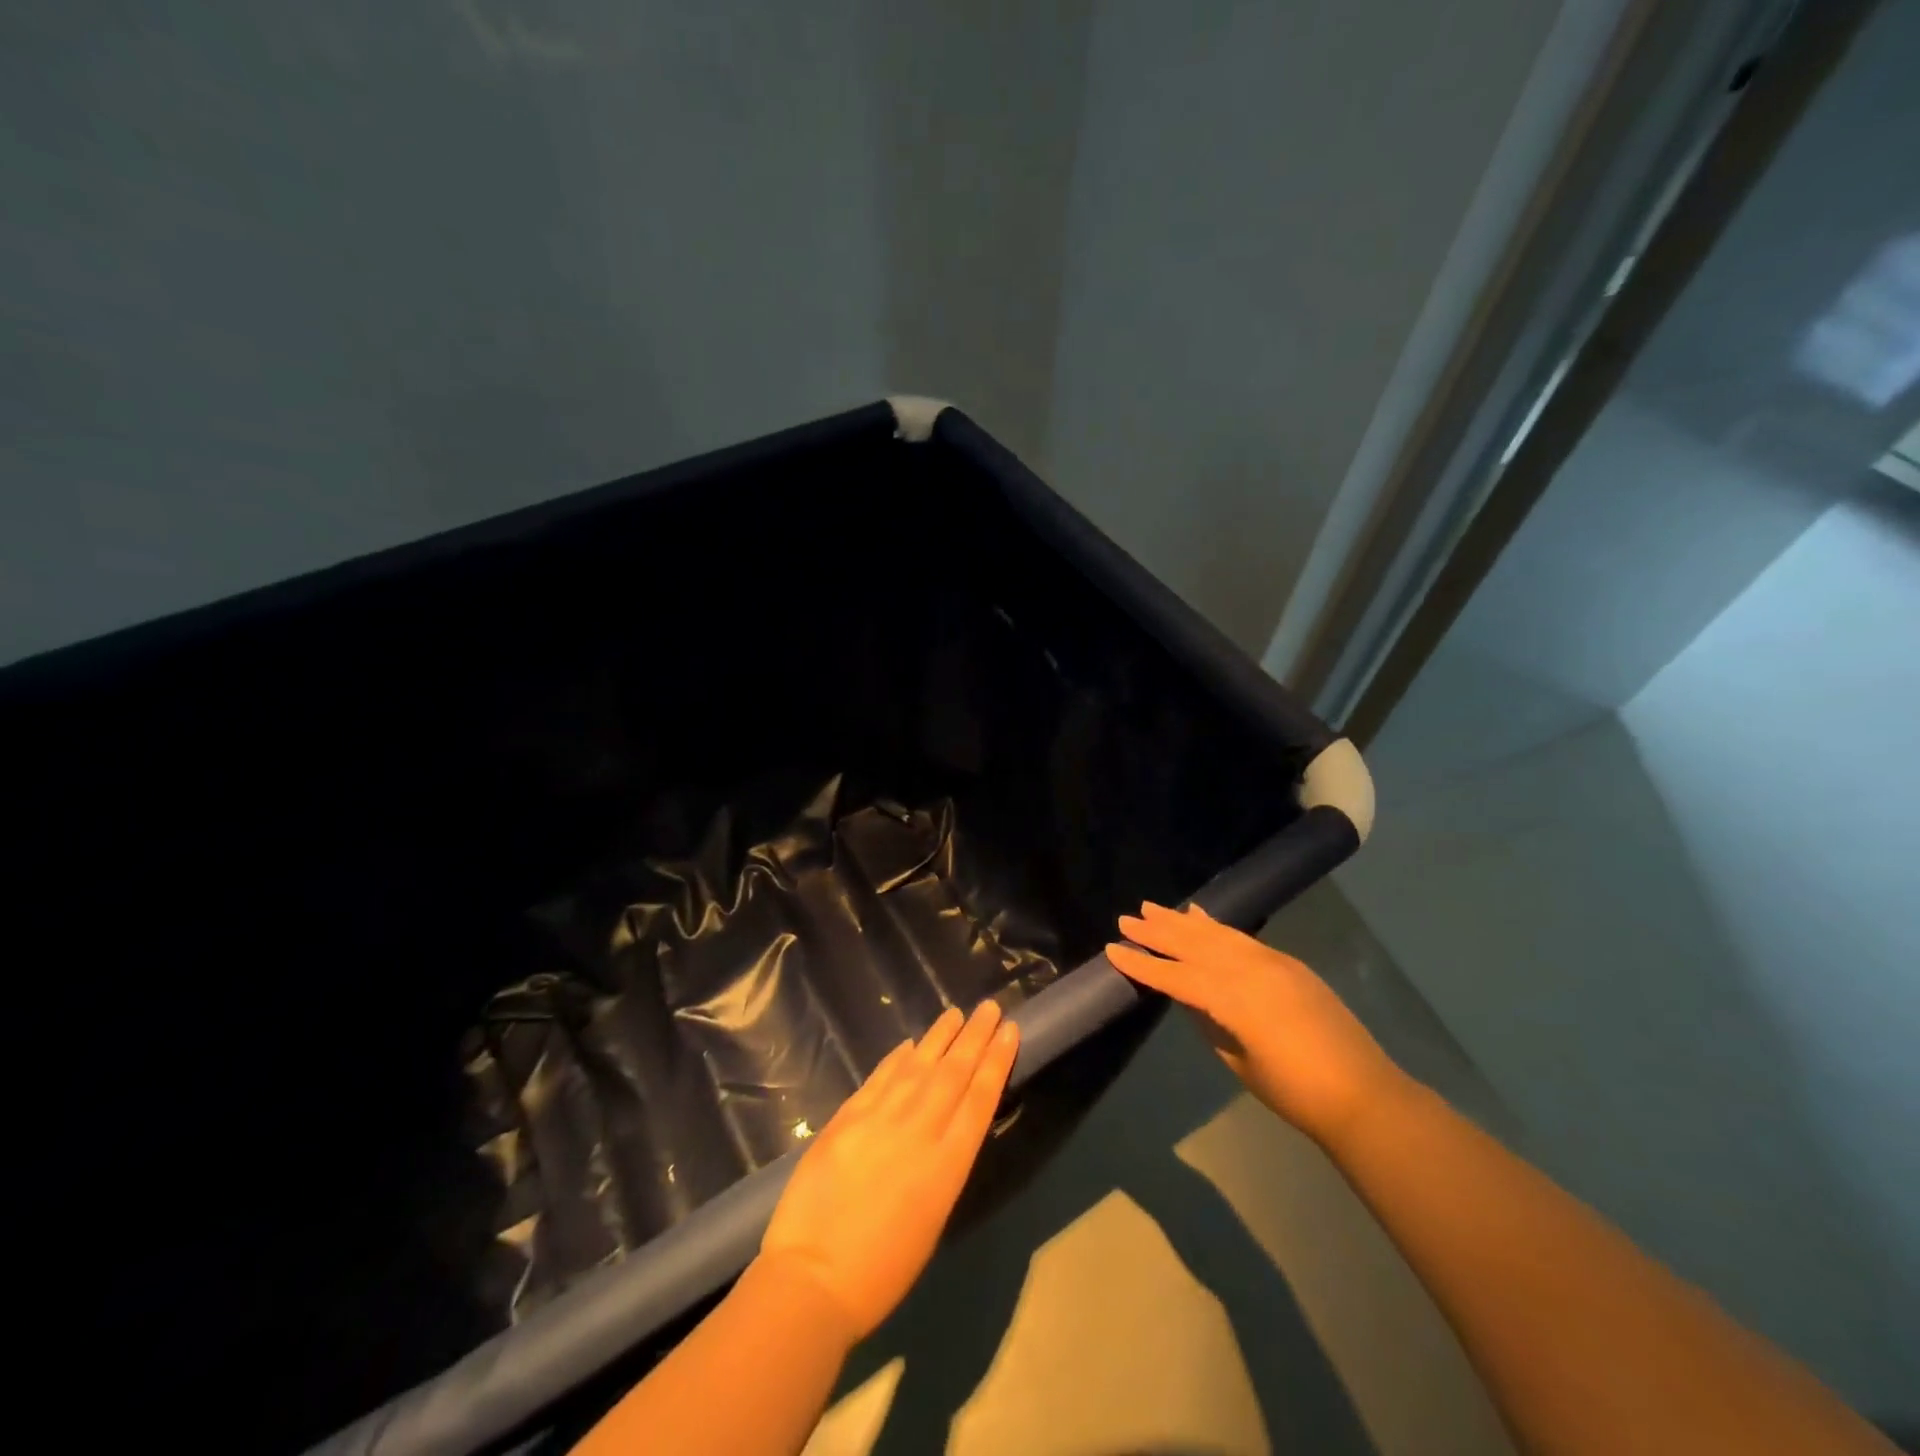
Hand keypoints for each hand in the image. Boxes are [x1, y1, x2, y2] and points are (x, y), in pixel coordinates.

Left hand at [756, 1000, 1019, 1340]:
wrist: (814, 1278)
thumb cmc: (882, 1271)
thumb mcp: (932, 1219)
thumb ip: (940, 1166)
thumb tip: (944, 1130)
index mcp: (947, 1164)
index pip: (980, 1098)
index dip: (996, 1060)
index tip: (1009, 1030)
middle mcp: (920, 1130)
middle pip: (954, 1072)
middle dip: (975, 1036)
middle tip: (990, 1007)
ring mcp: (881, 1118)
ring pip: (919, 1066)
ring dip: (939, 1037)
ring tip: (956, 1013)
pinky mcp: (848, 1117)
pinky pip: (880, 1078)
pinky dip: (897, 1058)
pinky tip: (910, 1045)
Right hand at [1108, 901, 1402, 1145]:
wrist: (1363, 1094)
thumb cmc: (1295, 1092)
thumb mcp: (1239, 1060)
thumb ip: (1210, 1022)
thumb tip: (1189, 998)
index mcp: (1234, 1000)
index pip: (1177, 977)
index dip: (1144, 965)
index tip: (1113, 950)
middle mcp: (1250, 970)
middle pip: (1195, 945)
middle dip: (1159, 932)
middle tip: (1127, 919)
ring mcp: (1272, 962)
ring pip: (1217, 934)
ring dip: (1183, 921)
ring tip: (1154, 908)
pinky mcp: (1288, 964)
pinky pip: (1243, 938)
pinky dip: (1218, 925)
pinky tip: (1201, 916)